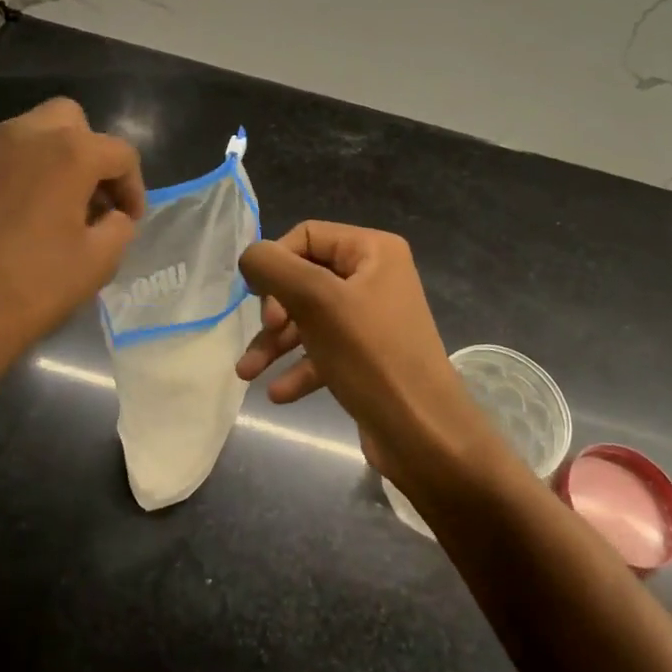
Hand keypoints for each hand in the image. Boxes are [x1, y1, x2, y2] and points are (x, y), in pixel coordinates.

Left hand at [0, 98, 144, 422]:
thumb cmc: (29, 288)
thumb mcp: (96, 264)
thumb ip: (118, 229)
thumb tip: (113, 218)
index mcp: (68, 153)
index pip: (119, 153)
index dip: (133, 186)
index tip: (130, 220)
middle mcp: (23, 137)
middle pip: (70, 121)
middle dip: (90, 152)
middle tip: (93, 198)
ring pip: (29, 135)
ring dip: (52, 161)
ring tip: (55, 209)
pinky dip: (18, 177)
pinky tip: (15, 221)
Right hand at [236, 222, 499, 491]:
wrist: (424, 435)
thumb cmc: (371, 357)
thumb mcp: (317, 302)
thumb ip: (275, 268)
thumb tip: (250, 257)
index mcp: (373, 251)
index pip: (306, 236)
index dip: (275, 263)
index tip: (257, 300)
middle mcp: (375, 277)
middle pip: (305, 278)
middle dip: (274, 310)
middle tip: (266, 333)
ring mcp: (372, 319)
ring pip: (309, 318)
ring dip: (276, 343)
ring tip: (247, 374)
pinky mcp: (368, 357)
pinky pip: (324, 350)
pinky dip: (299, 368)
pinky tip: (278, 394)